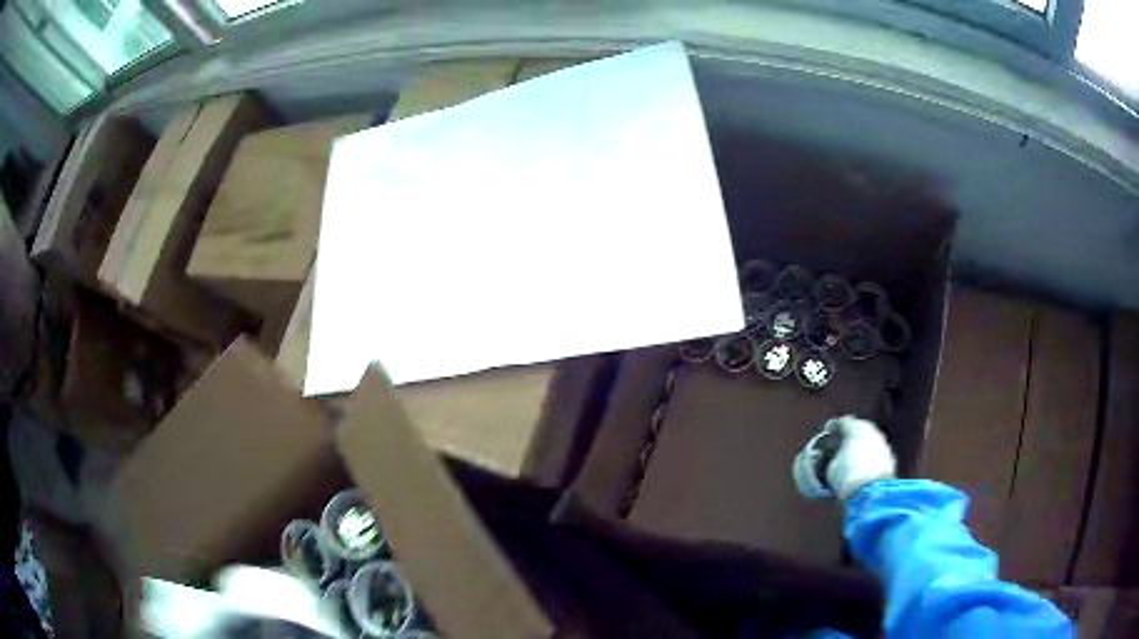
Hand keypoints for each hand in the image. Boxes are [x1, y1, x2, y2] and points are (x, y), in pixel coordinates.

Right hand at [793, 415, 896, 499]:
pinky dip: (870, 460)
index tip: (828, 435)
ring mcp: (884, 444)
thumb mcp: (831, 467)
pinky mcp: (891, 459)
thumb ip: (833, 457)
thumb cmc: (847, 475)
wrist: (872, 491)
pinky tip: (862, 470)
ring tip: (852, 461)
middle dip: (851, 438)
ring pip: (870, 442)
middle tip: (841, 447)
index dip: (833, 429)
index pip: (842, 423)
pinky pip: (876, 455)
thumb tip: (834, 458)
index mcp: (855, 427)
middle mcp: (872, 431)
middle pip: (859, 430)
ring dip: (862, 449)